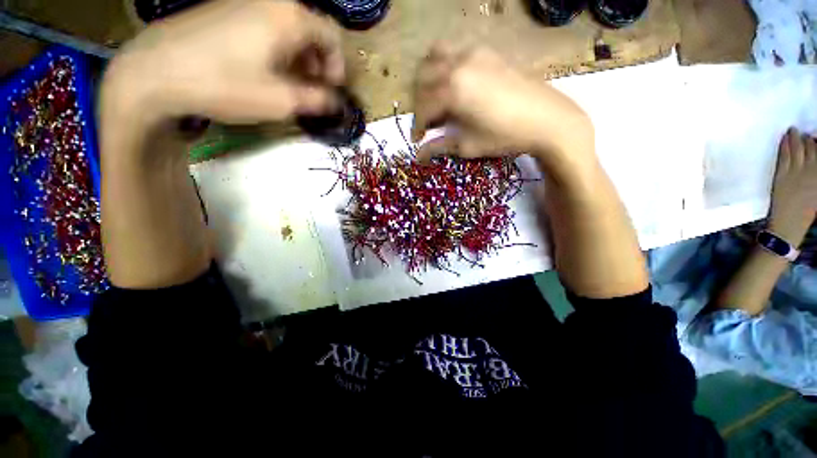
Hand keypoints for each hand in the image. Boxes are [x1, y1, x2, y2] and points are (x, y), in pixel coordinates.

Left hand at [101, 1, 343, 129]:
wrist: (155, 72)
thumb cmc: (225, 85)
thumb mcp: (281, 100)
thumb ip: (316, 100)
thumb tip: (334, 102)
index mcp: (289, 17)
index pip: (331, 34)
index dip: (338, 64)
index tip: (332, 88)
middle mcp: (270, 1)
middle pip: (310, 28)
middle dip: (318, 61)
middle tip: (313, 88)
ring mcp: (243, 1)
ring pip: (287, 27)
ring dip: (298, 56)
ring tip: (290, 82)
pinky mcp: (223, 9)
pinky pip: (264, 25)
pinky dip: (276, 48)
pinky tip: (265, 68)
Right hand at [411, 43, 594, 168]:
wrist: (547, 119)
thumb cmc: (504, 136)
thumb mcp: (467, 145)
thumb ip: (439, 146)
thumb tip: (418, 156)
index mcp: (451, 90)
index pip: (422, 107)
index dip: (417, 125)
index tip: (417, 139)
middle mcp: (458, 64)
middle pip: (423, 78)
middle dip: (419, 102)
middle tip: (427, 121)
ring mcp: (474, 53)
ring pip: (436, 57)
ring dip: (429, 79)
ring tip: (437, 99)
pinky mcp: (488, 52)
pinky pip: (456, 53)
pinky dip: (447, 68)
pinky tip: (457, 86)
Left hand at [769, 128, 816, 245]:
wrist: (789, 224)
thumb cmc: (806, 212)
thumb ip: (816, 176)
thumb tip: (814, 161)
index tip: (815, 137)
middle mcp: (811, 172)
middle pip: (811, 149)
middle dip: (807, 139)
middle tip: (804, 133)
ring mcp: (796, 173)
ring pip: (797, 149)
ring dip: (795, 138)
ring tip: (793, 130)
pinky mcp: (781, 175)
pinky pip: (783, 156)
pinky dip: (784, 145)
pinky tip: (784, 138)